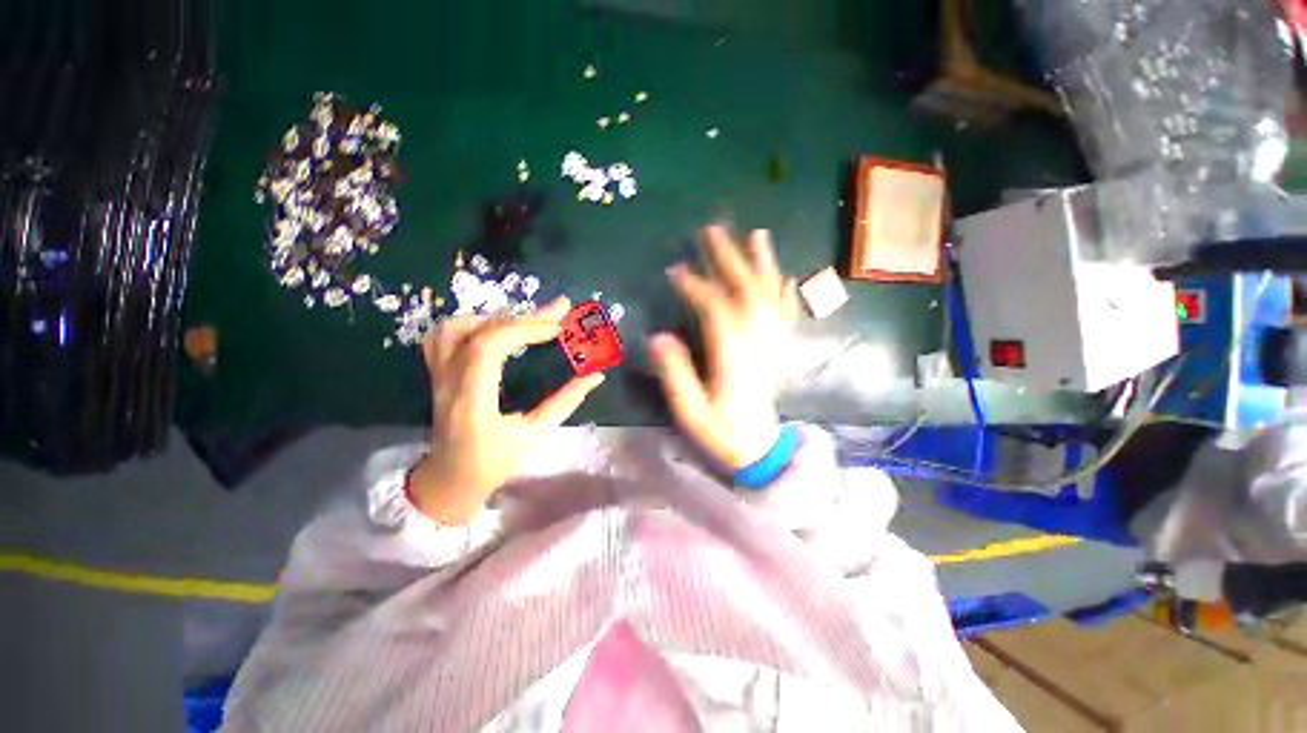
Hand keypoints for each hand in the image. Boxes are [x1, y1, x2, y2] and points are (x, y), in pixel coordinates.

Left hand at [410, 297, 604, 523]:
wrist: (449, 480)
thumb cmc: (494, 463)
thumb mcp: (536, 435)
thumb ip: (566, 402)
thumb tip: (596, 376)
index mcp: (472, 402)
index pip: (489, 348)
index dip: (524, 329)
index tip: (560, 326)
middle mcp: (448, 383)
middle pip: (477, 332)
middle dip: (523, 317)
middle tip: (560, 309)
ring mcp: (437, 376)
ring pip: (456, 328)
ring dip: (497, 317)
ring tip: (529, 321)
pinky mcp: (437, 374)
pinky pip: (445, 336)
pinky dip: (476, 323)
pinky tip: (499, 327)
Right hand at [650, 225, 799, 470]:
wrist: (760, 453)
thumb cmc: (722, 434)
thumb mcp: (691, 412)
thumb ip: (675, 374)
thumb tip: (658, 337)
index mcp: (733, 358)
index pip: (716, 309)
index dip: (695, 286)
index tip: (675, 270)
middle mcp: (757, 344)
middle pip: (746, 292)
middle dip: (729, 258)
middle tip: (712, 231)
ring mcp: (771, 346)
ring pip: (770, 297)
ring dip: (763, 264)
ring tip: (757, 234)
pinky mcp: (778, 351)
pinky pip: (785, 316)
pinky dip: (785, 293)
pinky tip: (786, 276)